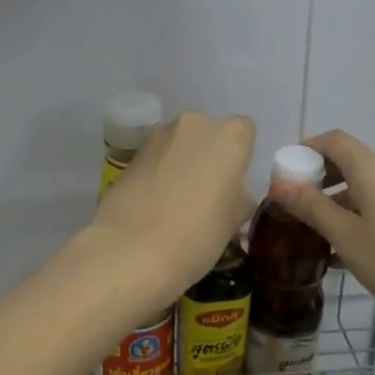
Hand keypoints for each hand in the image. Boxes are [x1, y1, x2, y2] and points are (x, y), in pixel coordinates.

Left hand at [89, 111, 256, 298]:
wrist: (132, 249)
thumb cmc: (198, 235)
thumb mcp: (233, 221)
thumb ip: (238, 198)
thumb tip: (233, 195)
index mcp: (229, 137)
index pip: (244, 132)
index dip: (239, 156)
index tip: (233, 183)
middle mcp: (194, 125)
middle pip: (208, 133)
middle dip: (208, 156)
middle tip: (206, 193)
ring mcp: (158, 136)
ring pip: (179, 144)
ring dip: (181, 162)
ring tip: (177, 201)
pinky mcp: (131, 154)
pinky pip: (155, 158)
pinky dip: (158, 172)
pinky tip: (154, 203)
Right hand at [270, 130, 374, 326]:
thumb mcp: (344, 235)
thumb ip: (310, 206)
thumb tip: (279, 184)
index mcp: (374, 168)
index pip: (335, 140)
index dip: (307, 148)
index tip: (287, 170)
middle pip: (352, 160)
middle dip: (322, 176)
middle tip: (298, 202)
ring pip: (370, 183)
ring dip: (342, 197)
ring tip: (322, 229)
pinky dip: (364, 209)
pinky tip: (353, 244)